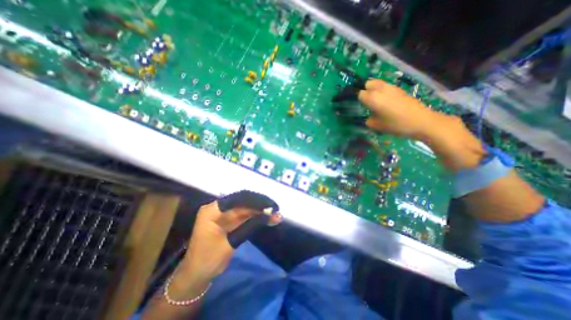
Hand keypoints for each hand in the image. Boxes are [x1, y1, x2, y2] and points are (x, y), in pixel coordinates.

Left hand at [168, 202, 282, 298]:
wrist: (197, 276)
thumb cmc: (208, 260)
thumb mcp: (230, 243)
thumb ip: (250, 226)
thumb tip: (272, 215)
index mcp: (212, 210)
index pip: (238, 199)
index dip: (255, 200)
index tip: (270, 205)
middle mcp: (219, 208)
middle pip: (243, 201)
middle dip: (260, 204)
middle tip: (276, 208)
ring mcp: (225, 214)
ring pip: (247, 208)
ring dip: (261, 211)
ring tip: (276, 213)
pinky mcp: (230, 220)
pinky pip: (246, 215)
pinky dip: (257, 217)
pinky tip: (268, 218)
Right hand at [358, 79, 482, 170]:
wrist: (421, 121)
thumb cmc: (396, 124)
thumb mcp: (378, 126)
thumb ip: (369, 121)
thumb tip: (369, 118)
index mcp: (373, 98)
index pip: (360, 94)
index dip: (360, 100)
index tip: (362, 107)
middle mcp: (381, 89)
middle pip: (368, 83)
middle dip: (366, 90)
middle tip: (368, 102)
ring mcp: (392, 88)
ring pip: (378, 83)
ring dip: (375, 90)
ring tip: (377, 102)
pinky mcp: (400, 89)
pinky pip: (387, 87)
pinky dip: (384, 91)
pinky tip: (388, 102)